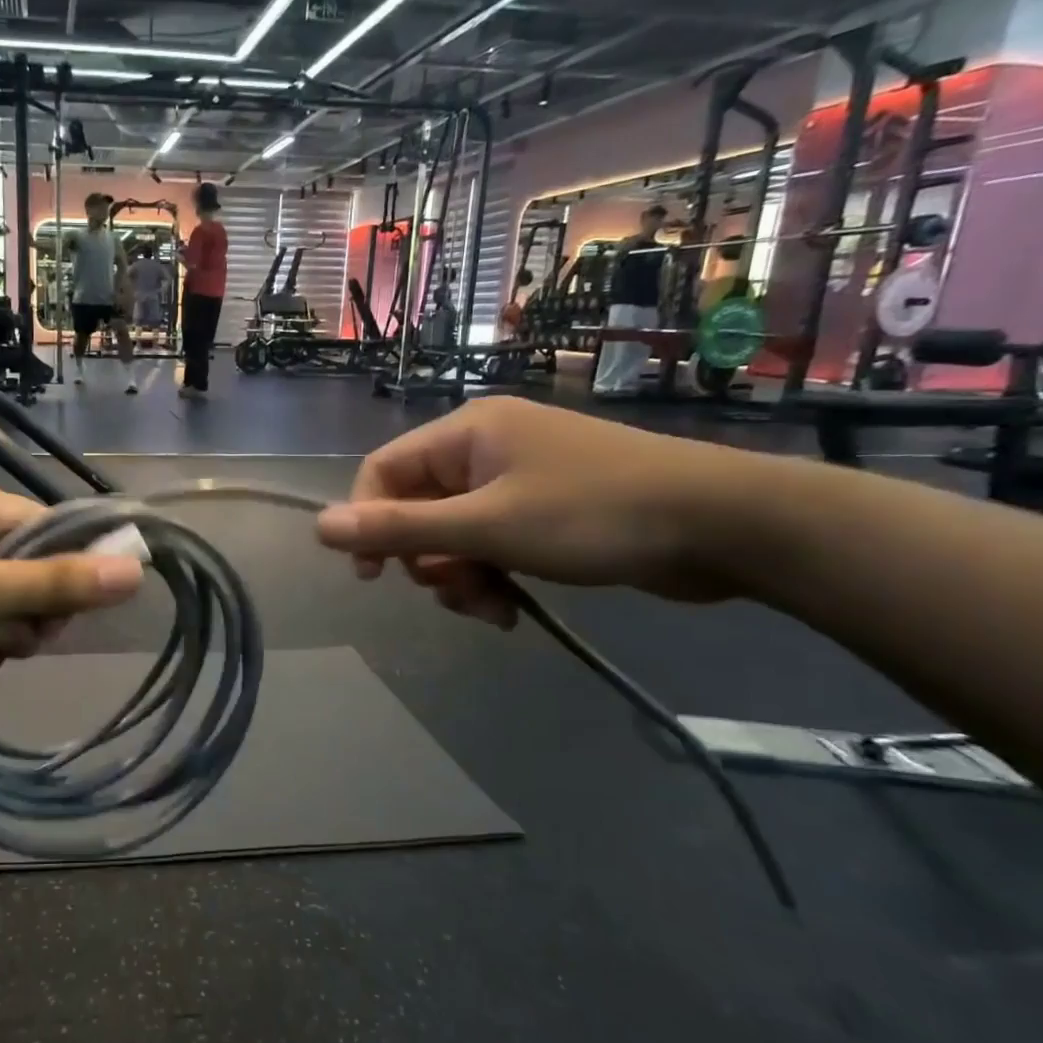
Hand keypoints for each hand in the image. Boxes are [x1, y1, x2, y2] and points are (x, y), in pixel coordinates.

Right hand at [315, 398, 750, 626]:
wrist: (724, 525)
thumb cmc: (593, 514)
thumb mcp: (485, 527)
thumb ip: (399, 529)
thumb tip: (319, 527)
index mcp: (466, 433)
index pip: (382, 472)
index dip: (367, 522)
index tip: (373, 575)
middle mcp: (485, 448)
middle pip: (418, 506)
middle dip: (427, 559)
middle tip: (455, 593)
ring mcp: (518, 478)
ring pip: (453, 533)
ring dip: (460, 576)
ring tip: (491, 609)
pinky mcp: (546, 509)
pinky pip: (491, 542)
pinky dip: (491, 575)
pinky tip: (510, 609)